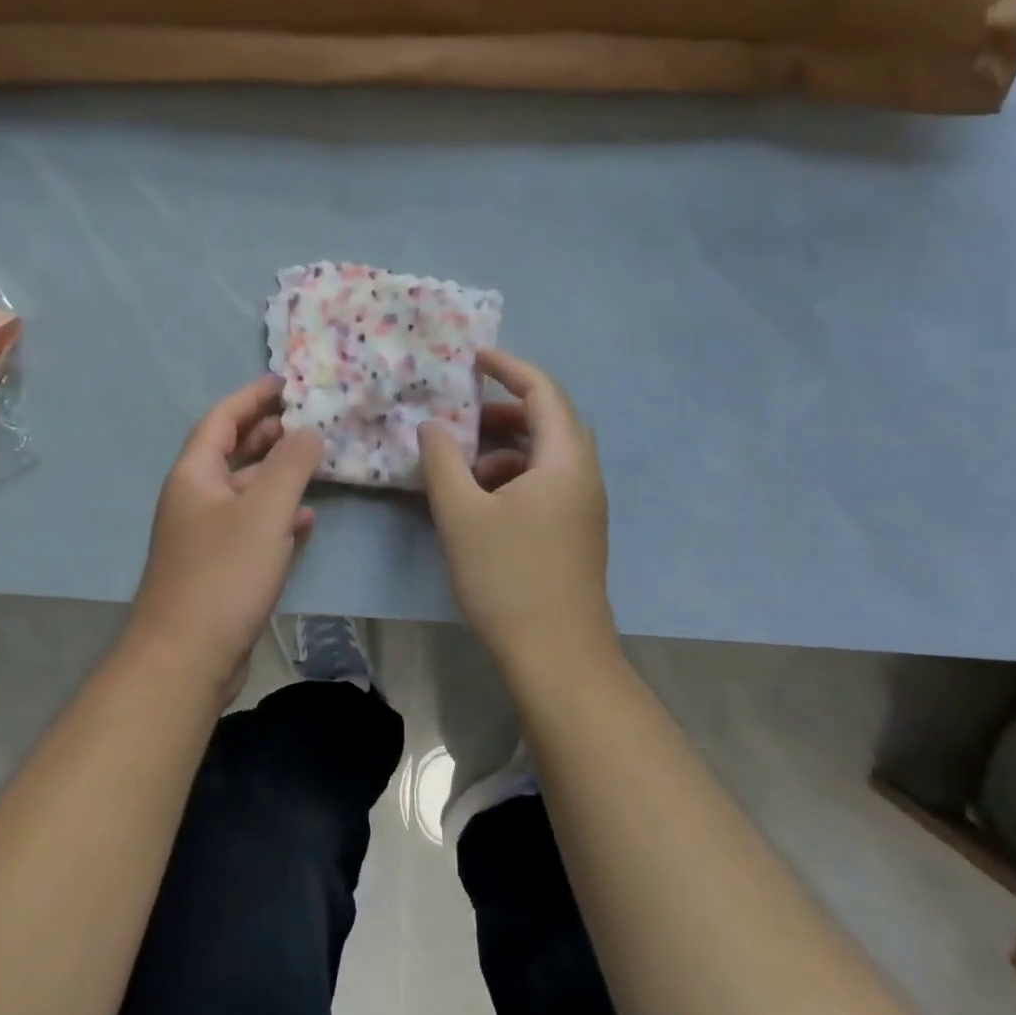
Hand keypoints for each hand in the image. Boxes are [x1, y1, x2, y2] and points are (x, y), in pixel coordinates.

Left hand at [127, 376, 321, 692]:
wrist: (187, 658)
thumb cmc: (223, 574)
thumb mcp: (265, 511)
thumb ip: (291, 465)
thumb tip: (309, 431)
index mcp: (194, 476)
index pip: (222, 419)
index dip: (251, 396)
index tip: (284, 382)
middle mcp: (195, 500)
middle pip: (231, 452)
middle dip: (265, 432)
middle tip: (303, 418)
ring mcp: (205, 536)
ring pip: (244, 491)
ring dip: (275, 473)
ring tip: (312, 461)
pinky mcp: (220, 569)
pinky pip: (252, 527)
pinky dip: (277, 516)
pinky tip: (305, 519)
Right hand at [419, 349, 613, 670]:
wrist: (557, 656)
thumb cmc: (508, 577)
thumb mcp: (461, 514)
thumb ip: (442, 460)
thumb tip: (431, 424)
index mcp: (564, 460)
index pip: (542, 391)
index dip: (508, 366)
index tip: (472, 358)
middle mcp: (582, 474)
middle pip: (547, 420)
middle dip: (502, 410)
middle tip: (461, 414)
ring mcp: (583, 505)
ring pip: (544, 455)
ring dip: (503, 448)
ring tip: (461, 467)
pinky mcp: (575, 531)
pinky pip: (545, 483)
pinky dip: (511, 477)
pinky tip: (479, 502)